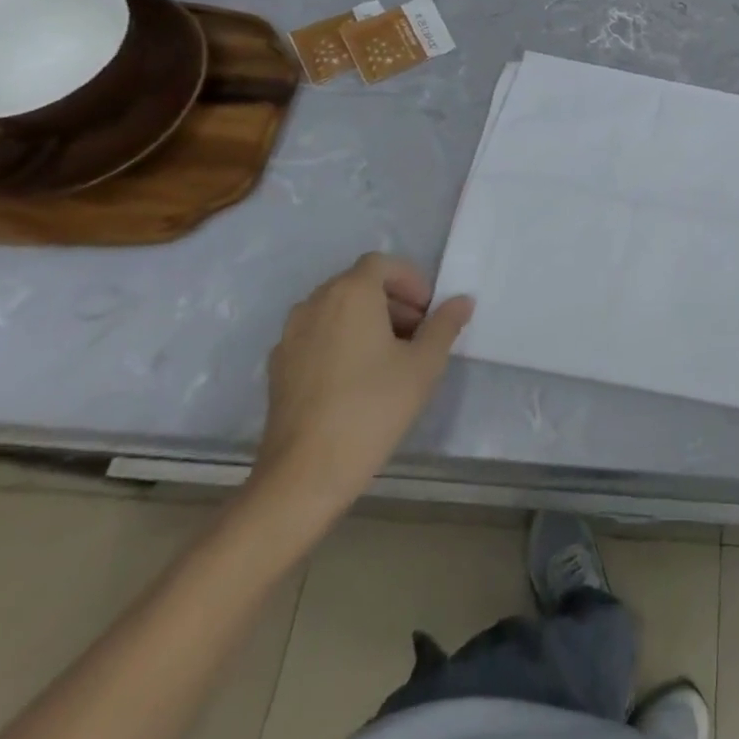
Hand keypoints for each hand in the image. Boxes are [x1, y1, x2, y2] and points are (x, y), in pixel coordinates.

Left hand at [250, 253, 473, 519]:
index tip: (428, 313)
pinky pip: (316, 335)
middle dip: (392, 301)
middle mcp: (315, 303)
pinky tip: (355, 380)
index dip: (411, 281)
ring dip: (365, 320)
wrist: (304, 474)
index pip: (383, 264)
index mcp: (351, 293)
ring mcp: (290, 335)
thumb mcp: (424, 365)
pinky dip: (340, 341)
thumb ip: (445, 325)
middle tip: (416, 334)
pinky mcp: (277, 366)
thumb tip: (461, 301)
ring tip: (388, 358)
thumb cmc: (372, 408)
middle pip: (358, 284)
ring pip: (336, 309)